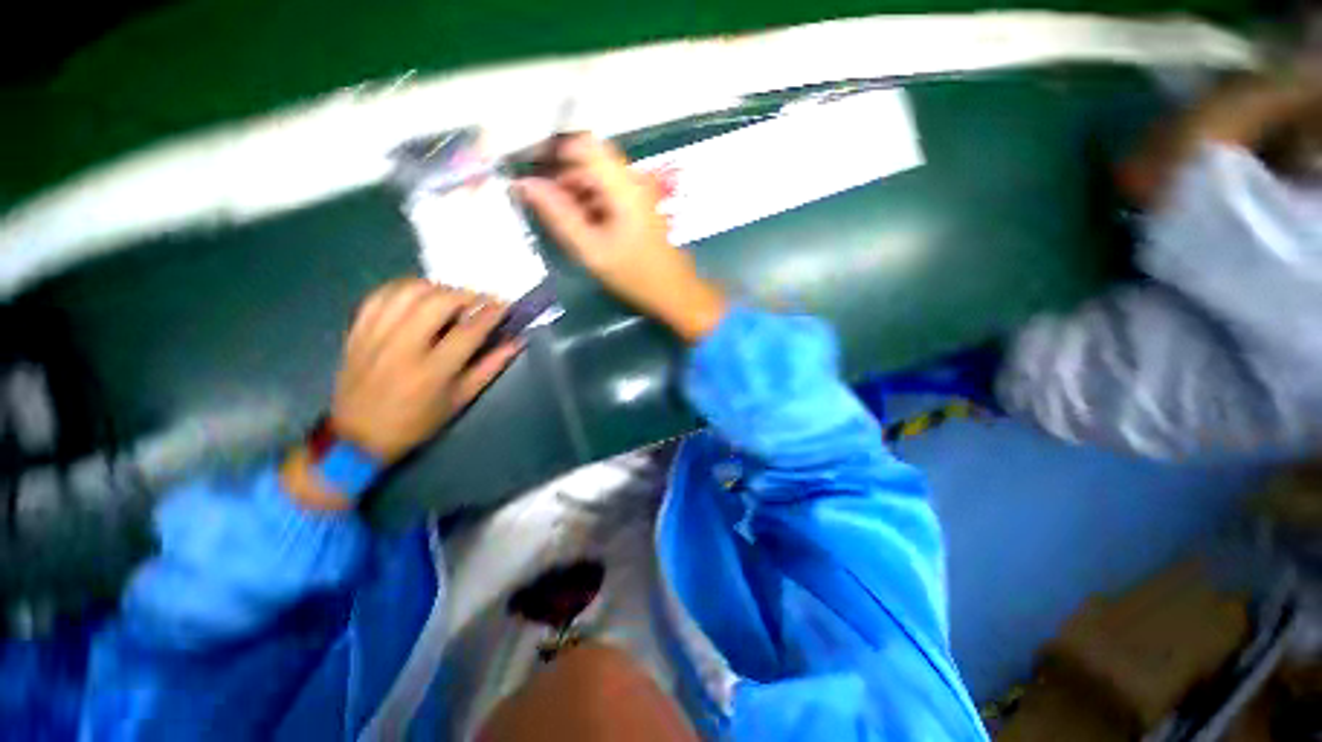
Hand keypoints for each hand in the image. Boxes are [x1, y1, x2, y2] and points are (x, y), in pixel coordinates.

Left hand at [330, 278, 520, 462]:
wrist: (357, 436)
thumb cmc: (417, 422)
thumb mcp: (460, 400)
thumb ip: (489, 368)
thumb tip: (516, 343)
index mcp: (432, 371)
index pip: (469, 331)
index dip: (491, 313)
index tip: (504, 305)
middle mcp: (403, 348)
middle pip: (437, 302)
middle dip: (465, 294)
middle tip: (479, 300)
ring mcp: (375, 337)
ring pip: (407, 292)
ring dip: (436, 288)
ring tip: (450, 297)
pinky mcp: (357, 332)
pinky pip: (379, 296)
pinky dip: (403, 289)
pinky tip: (417, 295)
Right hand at [515, 134, 727, 341]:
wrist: (674, 292)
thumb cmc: (634, 275)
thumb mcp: (591, 249)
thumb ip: (558, 214)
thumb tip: (525, 184)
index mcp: (623, 185)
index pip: (583, 143)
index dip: (554, 150)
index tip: (531, 171)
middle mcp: (631, 180)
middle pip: (589, 159)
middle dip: (560, 174)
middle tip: (540, 202)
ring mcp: (637, 193)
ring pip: (596, 177)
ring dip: (573, 190)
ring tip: (557, 218)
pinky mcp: (637, 206)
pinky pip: (607, 192)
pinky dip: (588, 202)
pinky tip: (579, 225)